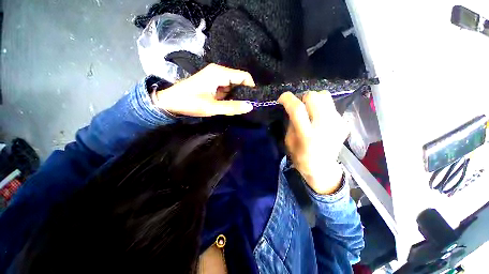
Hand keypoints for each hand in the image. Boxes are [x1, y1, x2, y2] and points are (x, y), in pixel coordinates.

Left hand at [154, 64, 255, 116]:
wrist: (170, 102)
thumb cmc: (189, 102)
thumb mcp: (212, 107)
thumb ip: (232, 107)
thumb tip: (250, 106)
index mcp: (219, 73)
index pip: (244, 76)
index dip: (251, 88)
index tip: (253, 101)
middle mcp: (219, 72)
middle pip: (239, 81)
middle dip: (244, 94)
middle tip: (245, 107)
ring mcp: (216, 77)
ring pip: (234, 86)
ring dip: (237, 96)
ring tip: (236, 107)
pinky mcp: (213, 83)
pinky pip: (227, 89)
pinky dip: (230, 97)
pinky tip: (228, 105)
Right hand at [278, 91, 348, 194]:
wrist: (322, 168)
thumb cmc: (301, 157)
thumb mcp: (289, 141)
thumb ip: (291, 123)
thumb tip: (292, 108)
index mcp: (307, 134)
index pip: (297, 109)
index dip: (288, 99)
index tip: (282, 98)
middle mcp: (324, 126)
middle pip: (314, 97)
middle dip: (302, 97)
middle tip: (298, 106)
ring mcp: (337, 123)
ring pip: (325, 96)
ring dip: (313, 100)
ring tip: (309, 110)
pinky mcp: (344, 123)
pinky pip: (330, 106)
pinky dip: (321, 108)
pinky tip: (319, 118)